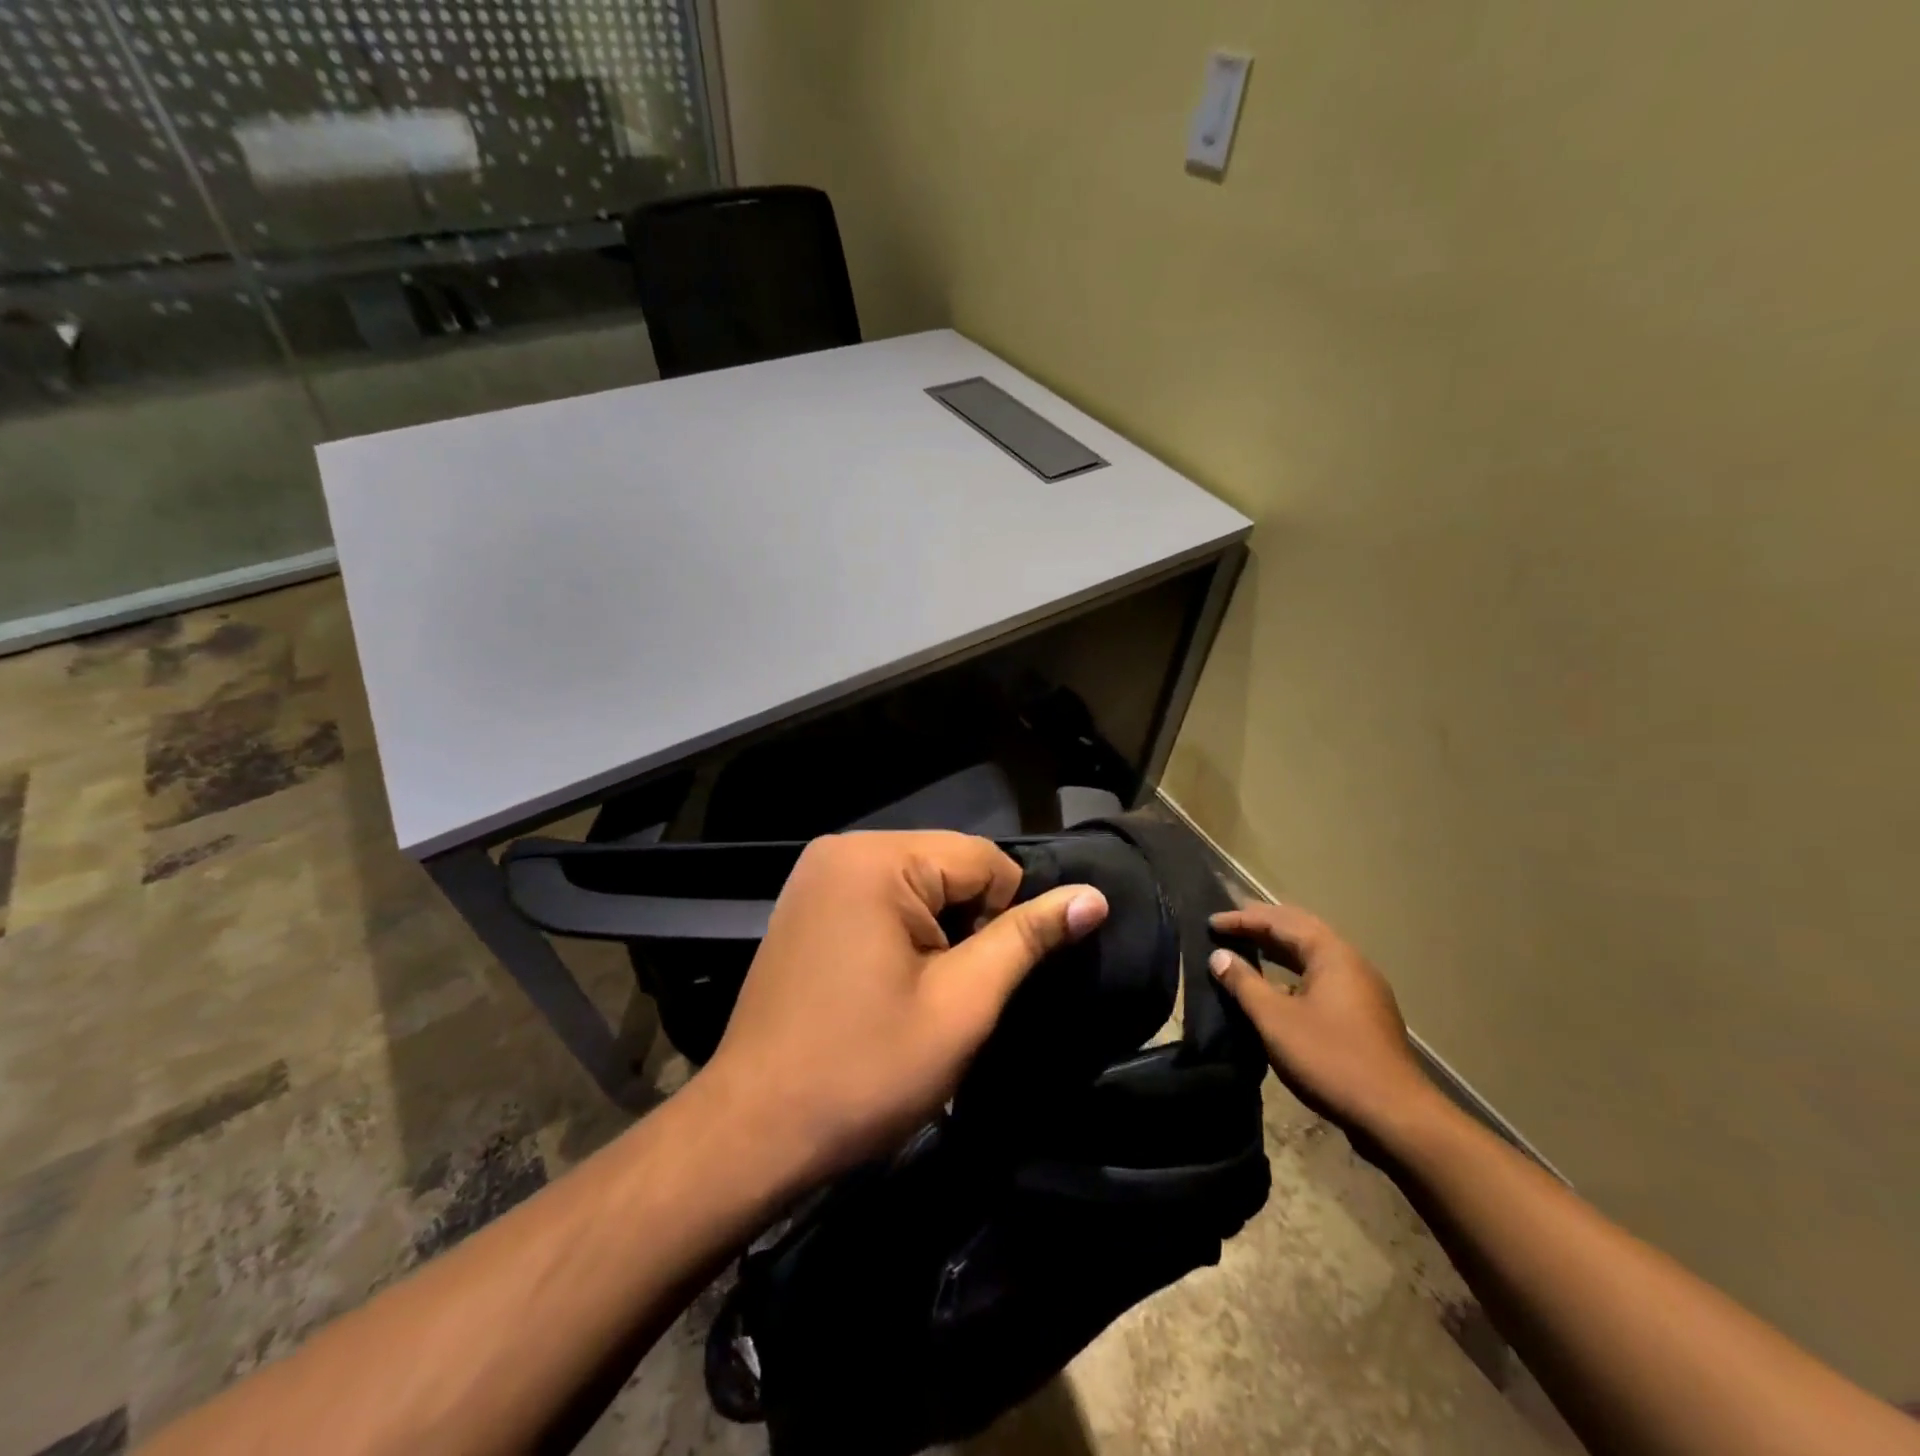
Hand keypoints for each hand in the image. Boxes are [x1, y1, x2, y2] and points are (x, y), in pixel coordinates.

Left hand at [700, 831, 1108, 1184]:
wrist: (752, 1131)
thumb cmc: (865, 1069)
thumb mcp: (963, 1003)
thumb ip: (1027, 938)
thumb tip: (1093, 896)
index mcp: (877, 858)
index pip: (984, 859)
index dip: (1006, 918)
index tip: (986, 981)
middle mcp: (842, 848)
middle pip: (947, 867)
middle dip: (968, 925)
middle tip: (953, 993)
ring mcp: (816, 876)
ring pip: (917, 885)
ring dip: (937, 933)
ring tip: (921, 994)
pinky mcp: (805, 906)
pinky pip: (880, 898)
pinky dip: (902, 933)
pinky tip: (888, 984)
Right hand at [1207, 903, 1437, 1138]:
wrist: (1395, 1117)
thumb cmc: (1330, 1059)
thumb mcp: (1275, 1019)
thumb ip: (1244, 983)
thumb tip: (1218, 956)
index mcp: (1331, 954)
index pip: (1280, 921)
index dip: (1243, 919)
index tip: (1211, 923)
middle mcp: (1351, 962)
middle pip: (1301, 930)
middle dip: (1264, 923)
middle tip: (1231, 921)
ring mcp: (1362, 989)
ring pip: (1313, 954)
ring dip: (1279, 947)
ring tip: (1248, 946)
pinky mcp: (1364, 1015)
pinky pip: (1321, 976)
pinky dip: (1293, 970)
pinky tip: (1278, 985)